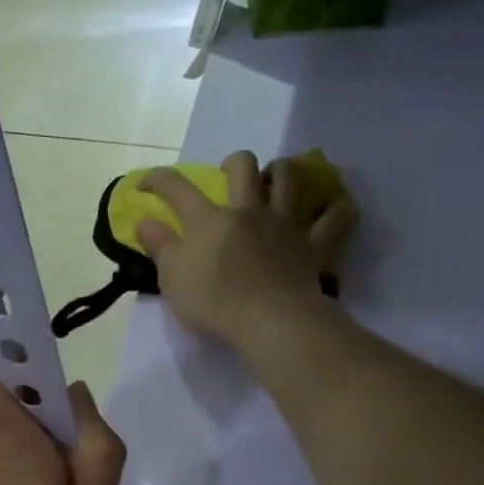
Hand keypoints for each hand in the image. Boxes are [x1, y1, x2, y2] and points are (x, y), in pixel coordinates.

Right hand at [136, 150, 358, 351]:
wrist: (269, 321)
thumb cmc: (214, 303)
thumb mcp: (172, 280)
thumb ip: (159, 247)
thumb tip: (144, 221)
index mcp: (208, 220)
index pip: (177, 189)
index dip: (158, 180)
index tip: (146, 183)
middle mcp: (247, 211)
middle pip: (243, 167)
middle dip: (233, 163)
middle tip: (229, 175)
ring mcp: (284, 224)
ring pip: (288, 179)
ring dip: (281, 172)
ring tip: (276, 178)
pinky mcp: (313, 244)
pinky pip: (335, 219)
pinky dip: (338, 210)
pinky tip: (338, 207)